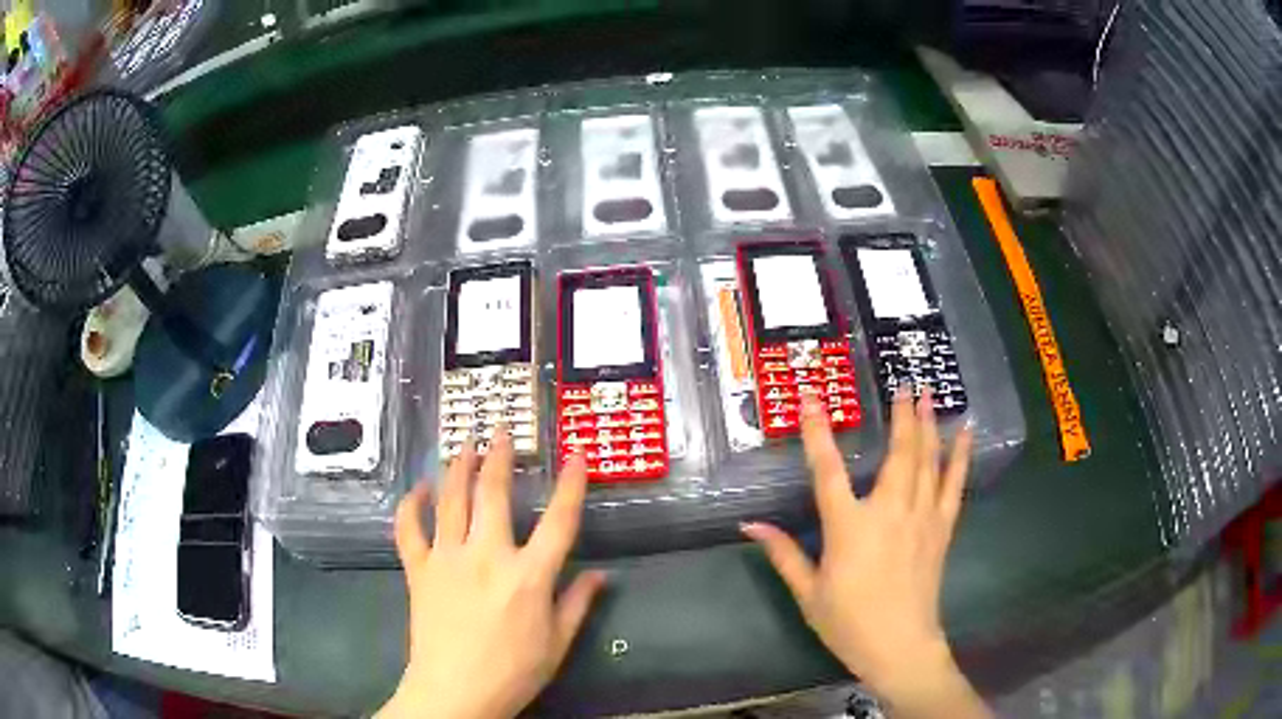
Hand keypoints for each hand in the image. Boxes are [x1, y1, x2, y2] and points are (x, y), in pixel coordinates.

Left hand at [378, 428, 605, 718]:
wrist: (454, 692)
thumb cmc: (513, 672)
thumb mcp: (557, 644)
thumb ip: (578, 604)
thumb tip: (601, 575)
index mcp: (529, 577)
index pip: (558, 521)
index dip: (571, 485)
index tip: (577, 455)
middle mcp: (487, 556)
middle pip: (493, 494)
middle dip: (498, 457)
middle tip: (500, 431)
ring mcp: (447, 559)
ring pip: (450, 500)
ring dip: (457, 467)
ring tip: (464, 444)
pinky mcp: (419, 570)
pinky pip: (409, 528)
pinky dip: (412, 505)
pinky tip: (419, 490)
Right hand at [742, 389, 988, 717]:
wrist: (899, 646)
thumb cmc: (848, 622)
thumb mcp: (808, 592)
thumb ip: (783, 554)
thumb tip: (750, 525)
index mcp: (849, 527)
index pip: (827, 470)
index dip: (816, 432)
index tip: (811, 397)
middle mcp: (889, 512)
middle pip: (897, 453)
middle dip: (900, 415)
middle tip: (902, 383)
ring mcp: (921, 518)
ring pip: (928, 461)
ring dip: (927, 425)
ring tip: (929, 393)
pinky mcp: (941, 529)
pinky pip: (953, 485)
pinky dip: (960, 456)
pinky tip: (966, 433)